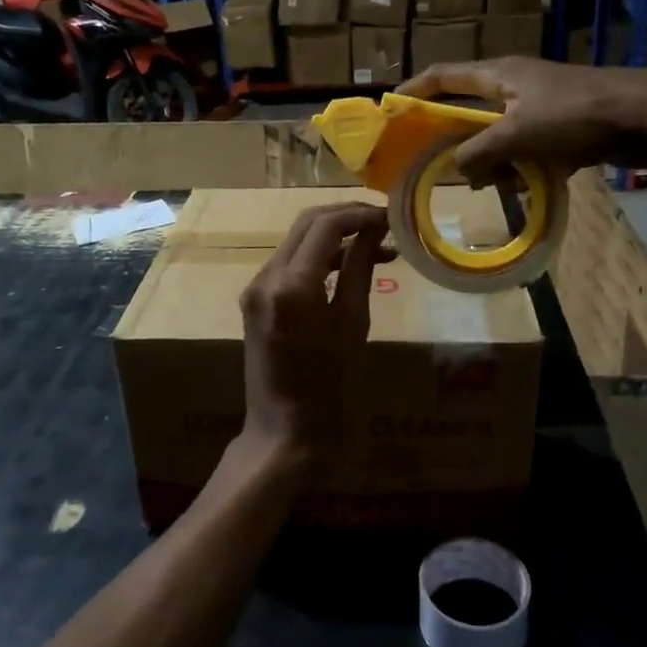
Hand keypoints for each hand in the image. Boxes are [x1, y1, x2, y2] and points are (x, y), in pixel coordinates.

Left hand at [238, 203, 391, 461]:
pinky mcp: (255, 301)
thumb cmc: (331, 386)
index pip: (325, 225)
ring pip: (297, 242)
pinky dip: (319, 259)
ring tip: (379, 248)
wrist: (286, 433)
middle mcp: (265, 277)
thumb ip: (362, 268)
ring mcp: (256, 288)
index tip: (391, 216)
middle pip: (306, 224)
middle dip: (346, 217)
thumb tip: (376, 230)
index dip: (360, 214)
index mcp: (291, 284)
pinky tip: (350, 267)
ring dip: (335, 237)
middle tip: (385, 224)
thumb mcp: (353, 323)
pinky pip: (289, 265)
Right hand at [398, 58, 646, 183]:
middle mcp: (514, 86)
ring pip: (500, 135)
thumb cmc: (573, 114)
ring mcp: (540, 105)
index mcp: (498, 75)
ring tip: (492, 185)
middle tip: (436, 164)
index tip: (392, 109)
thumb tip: (457, 168)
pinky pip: (528, 149)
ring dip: (492, 160)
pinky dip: (522, 167)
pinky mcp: (563, 126)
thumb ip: (479, 151)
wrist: (644, 114)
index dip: (415, 90)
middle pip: (470, 110)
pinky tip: (526, 188)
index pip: (443, 76)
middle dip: (455, 139)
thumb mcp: (516, 134)